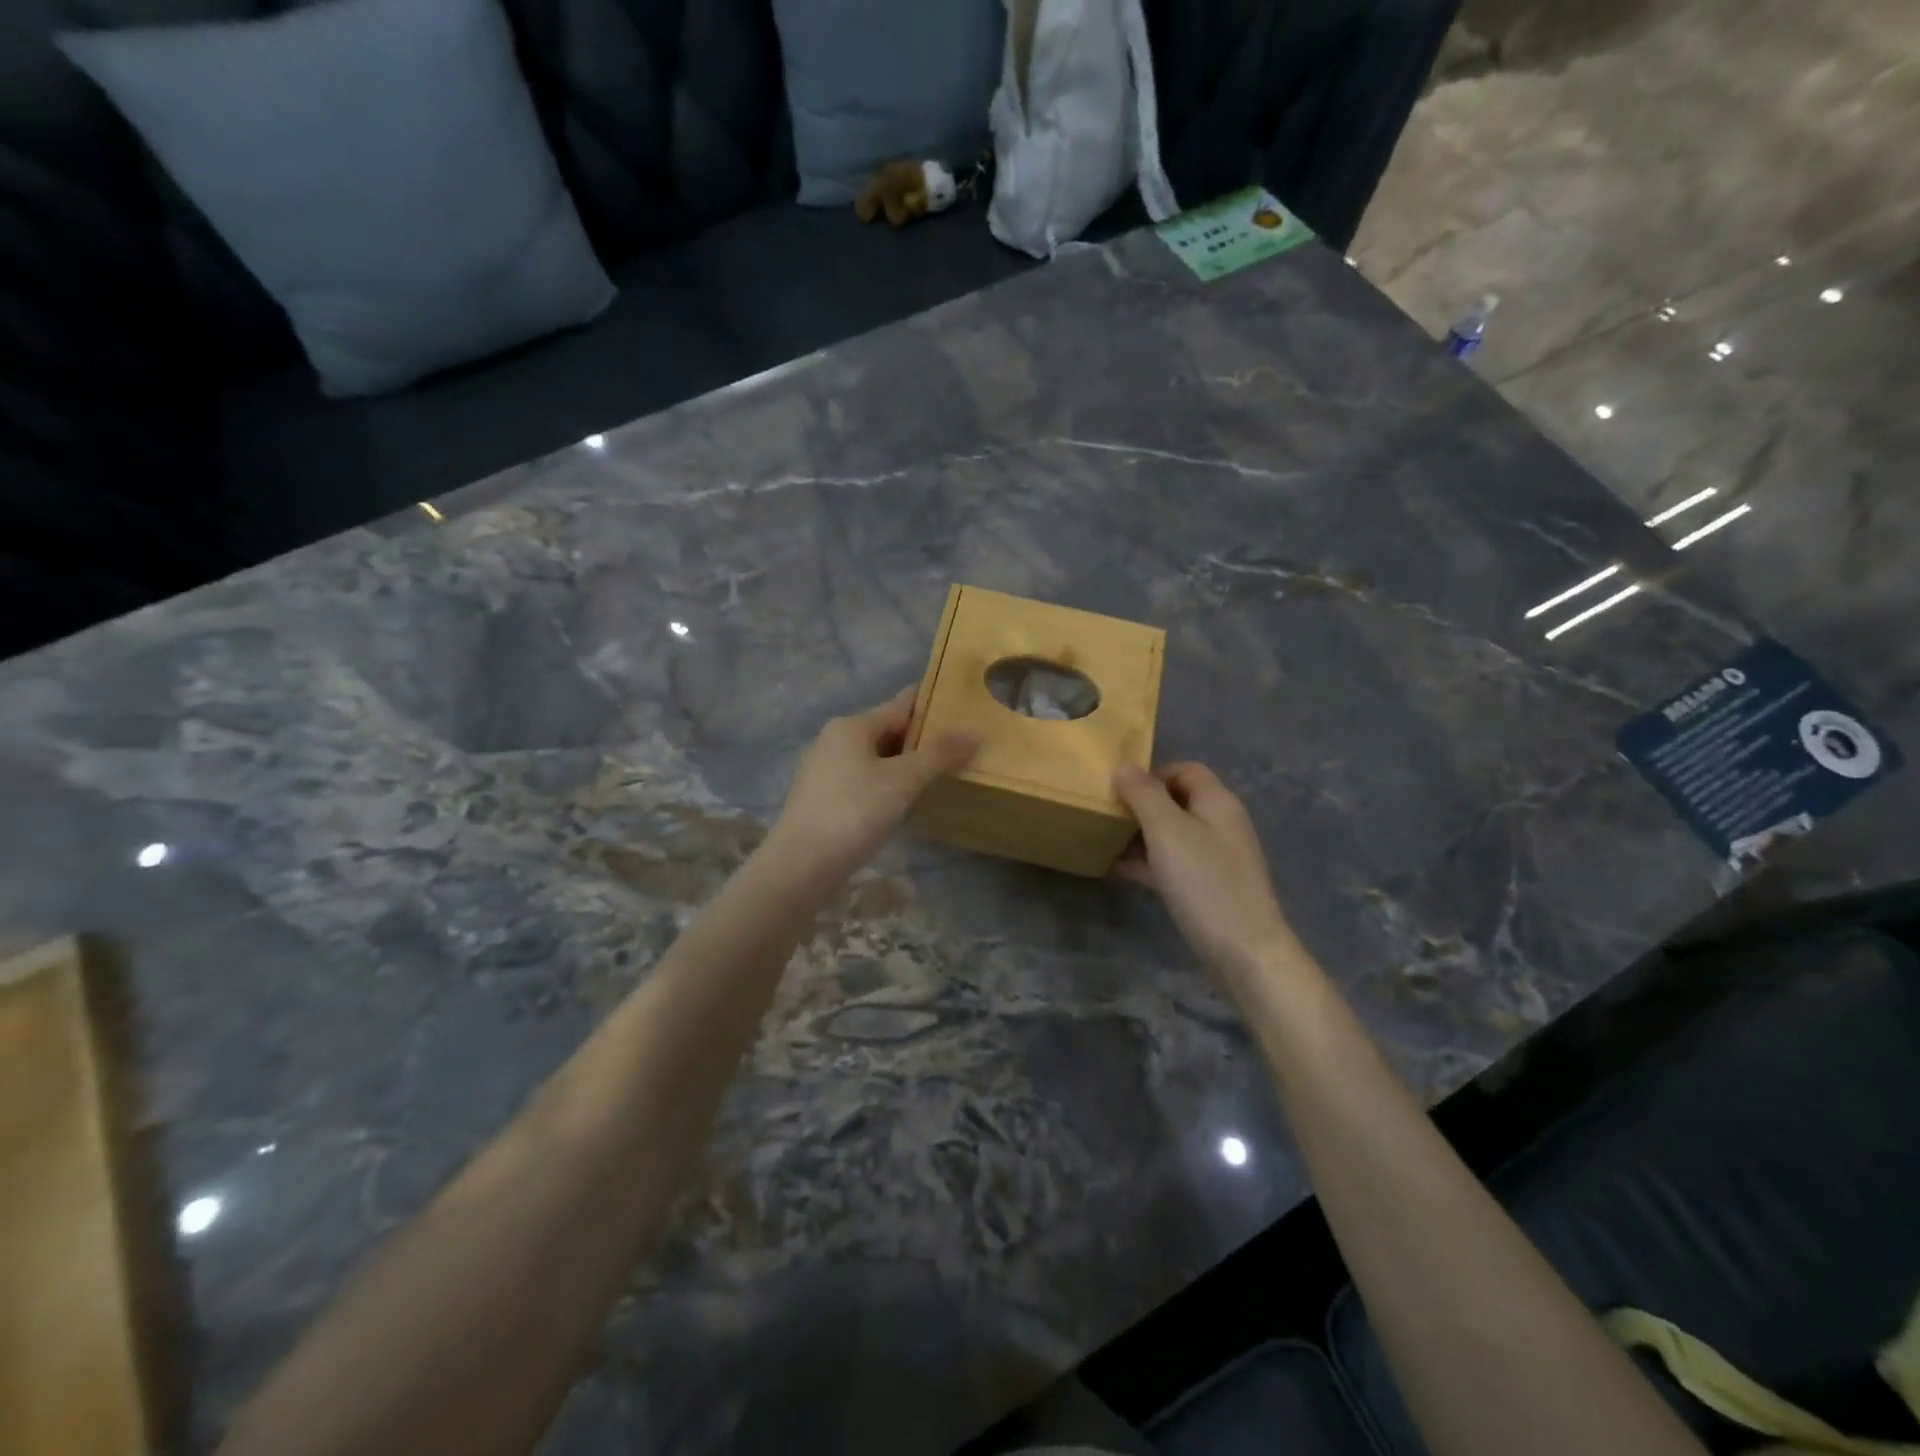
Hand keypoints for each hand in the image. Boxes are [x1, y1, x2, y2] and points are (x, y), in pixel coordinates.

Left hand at [772, 689, 980, 873]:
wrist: (800, 866)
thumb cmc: (853, 813)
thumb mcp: (903, 781)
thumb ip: (940, 755)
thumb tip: (976, 732)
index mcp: (852, 725)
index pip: (902, 704)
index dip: (934, 705)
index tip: (965, 710)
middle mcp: (835, 739)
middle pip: (888, 730)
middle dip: (923, 739)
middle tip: (962, 748)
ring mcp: (825, 769)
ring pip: (876, 757)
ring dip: (906, 764)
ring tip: (942, 775)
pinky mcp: (822, 797)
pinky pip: (864, 779)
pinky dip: (887, 783)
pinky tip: (905, 801)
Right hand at [1112, 761, 1297, 980]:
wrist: (1245, 951)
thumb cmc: (1204, 882)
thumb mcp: (1167, 831)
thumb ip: (1144, 794)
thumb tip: (1125, 764)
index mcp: (1217, 802)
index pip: (1185, 769)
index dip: (1152, 773)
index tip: (1118, 788)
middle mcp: (1221, 823)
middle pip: (1178, 801)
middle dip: (1143, 804)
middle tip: (1107, 814)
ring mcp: (1218, 857)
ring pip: (1174, 834)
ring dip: (1142, 835)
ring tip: (1107, 840)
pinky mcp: (1211, 887)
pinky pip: (1176, 863)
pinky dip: (1150, 862)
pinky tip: (1121, 870)